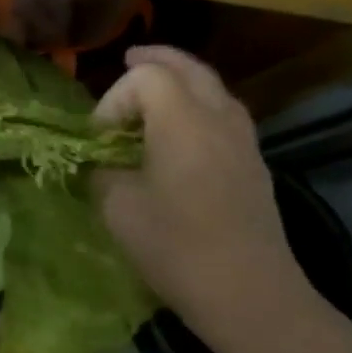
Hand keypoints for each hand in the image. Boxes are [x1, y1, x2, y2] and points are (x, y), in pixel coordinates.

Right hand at [92, 46, 312, 339]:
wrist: (248, 293)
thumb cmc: (175, 247)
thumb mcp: (116, 206)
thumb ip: (102, 170)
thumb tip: (101, 161)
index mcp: (182, 121)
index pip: (145, 77)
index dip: (114, 99)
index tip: (98, 138)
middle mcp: (218, 119)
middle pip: (188, 68)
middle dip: (155, 60)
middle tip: (127, 59)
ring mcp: (243, 141)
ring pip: (213, 88)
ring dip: (181, 81)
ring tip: (153, 92)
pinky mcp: (253, 165)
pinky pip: (224, 114)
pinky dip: (198, 105)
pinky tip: (180, 131)